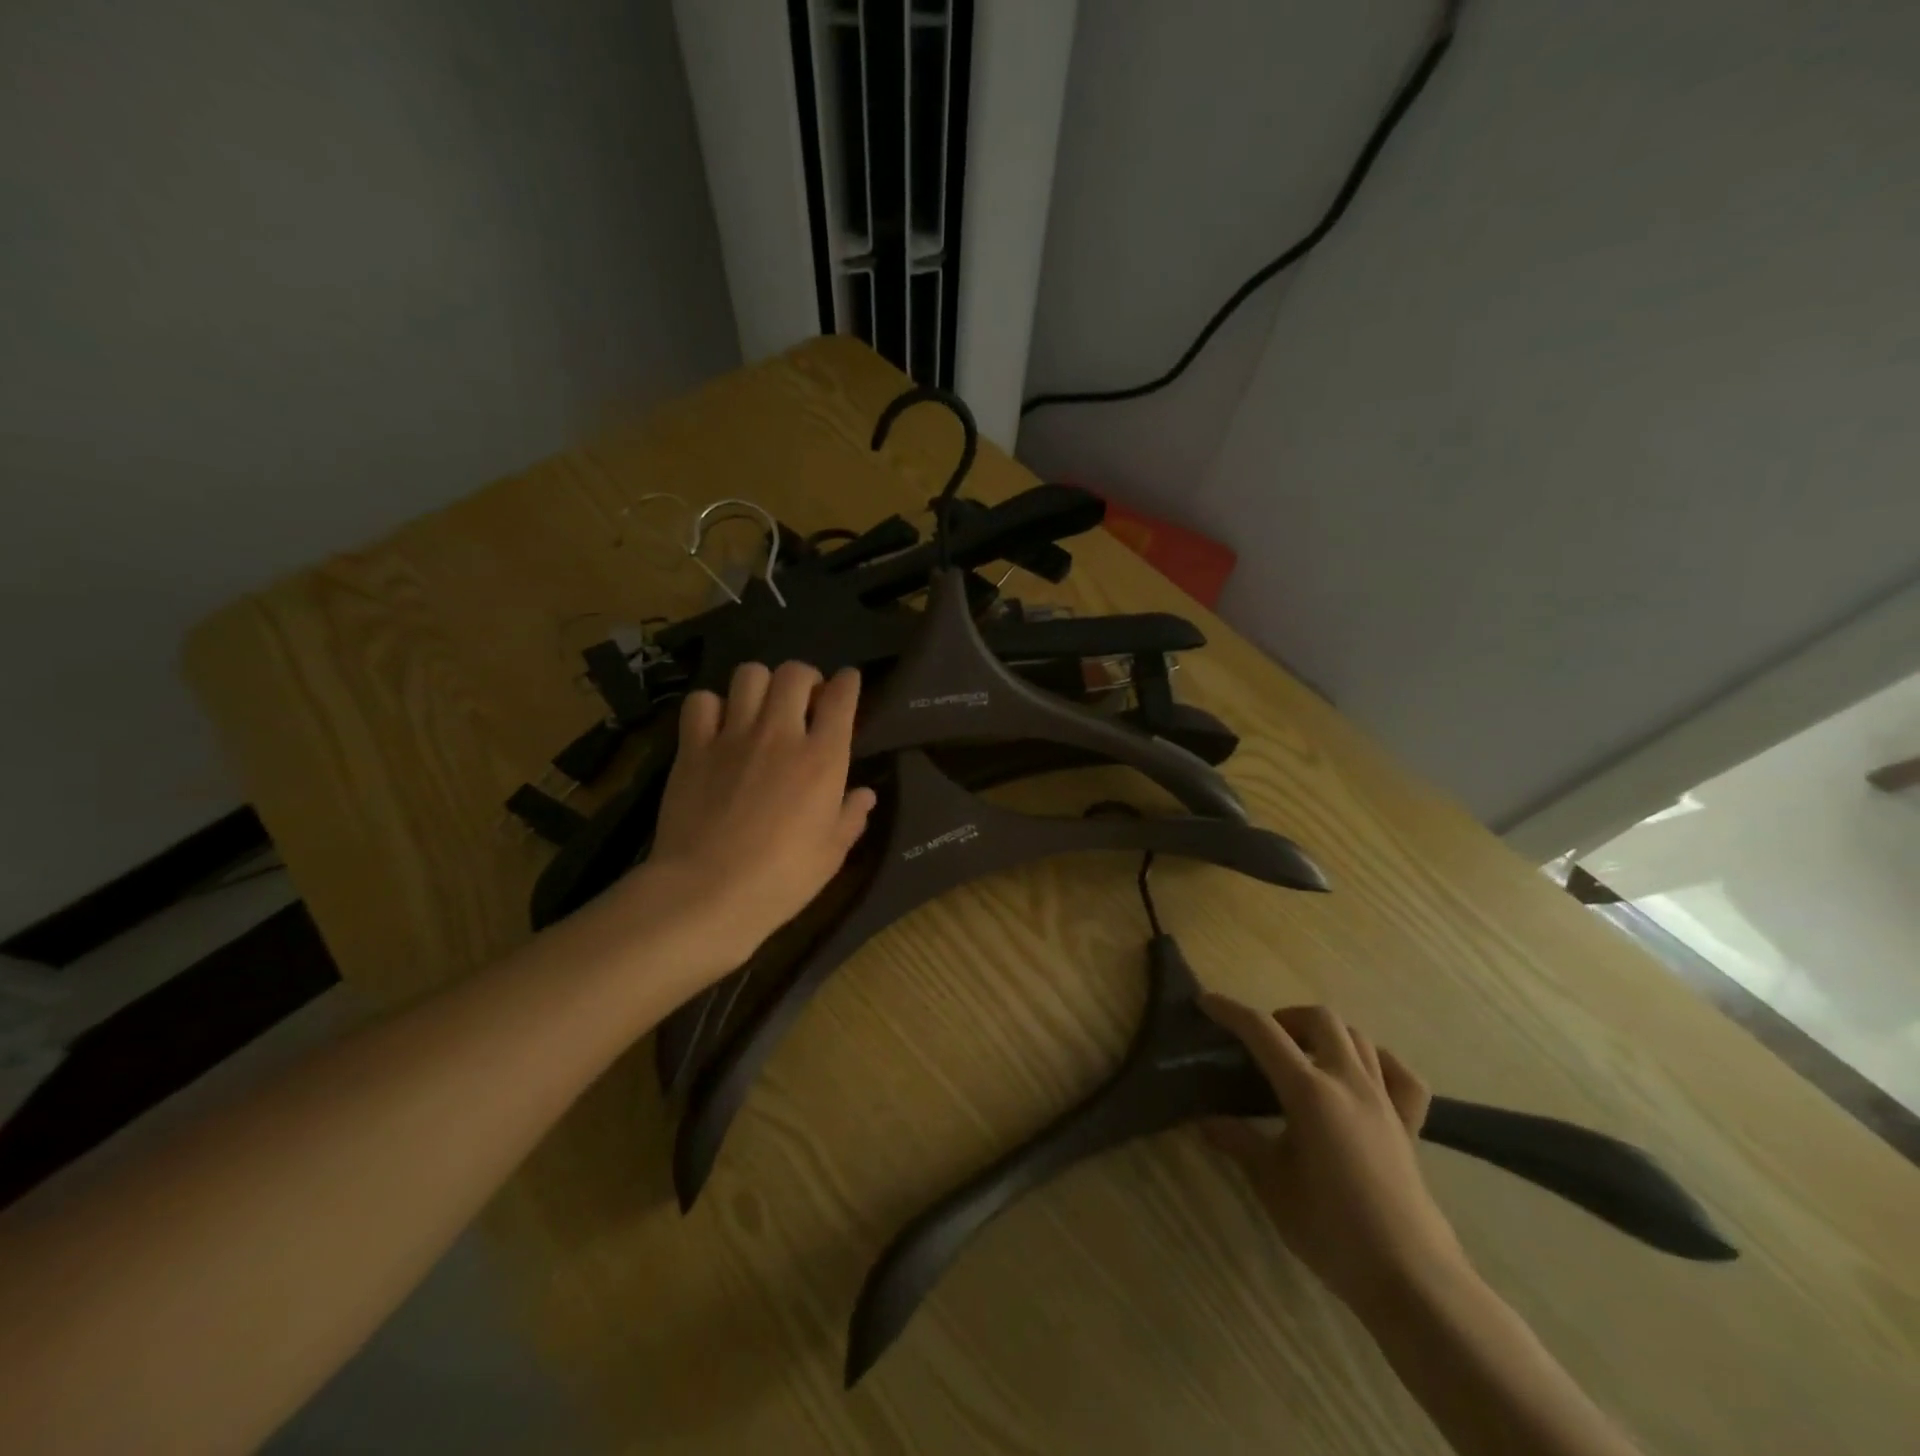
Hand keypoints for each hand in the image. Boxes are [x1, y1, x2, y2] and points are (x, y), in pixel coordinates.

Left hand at [640, 661, 877, 969]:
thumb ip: (851, 816)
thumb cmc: (782, 879)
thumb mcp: (831, 854)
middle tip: (803, 701)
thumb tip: (865, 794)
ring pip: (749, 675)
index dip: (848, 682)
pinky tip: (717, 727)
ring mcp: (733, 736)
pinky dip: (713, 706)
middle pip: (794, 673)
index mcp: (823, 758)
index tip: (847, 682)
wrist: (708, 892)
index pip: (841, 697)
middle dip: (805, 678)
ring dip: (761, 685)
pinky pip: (702, 701)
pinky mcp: (693, 747)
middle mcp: (780, 734)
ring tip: (760, 708)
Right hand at [1199, 997, 1468, 1312]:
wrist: (1410, 1279)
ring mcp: (1384, 1101)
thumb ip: (1238, 1142)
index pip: (1263, 1032)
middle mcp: (1349, 1082)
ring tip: (1303, 1057)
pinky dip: (1378, 1063)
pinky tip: (1360, 1078)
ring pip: (1358, 1037)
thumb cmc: (1331, 1228)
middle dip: (1285, 1018)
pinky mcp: (1409, 1126)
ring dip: (1325, 1034)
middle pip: (1320, 1019)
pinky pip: (1400, 1076)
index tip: (1206, 1001)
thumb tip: (1205, 1120)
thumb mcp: (1270, 1183)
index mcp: (1310, 1092)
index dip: (1231, 1011)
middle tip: (1262, 1045)